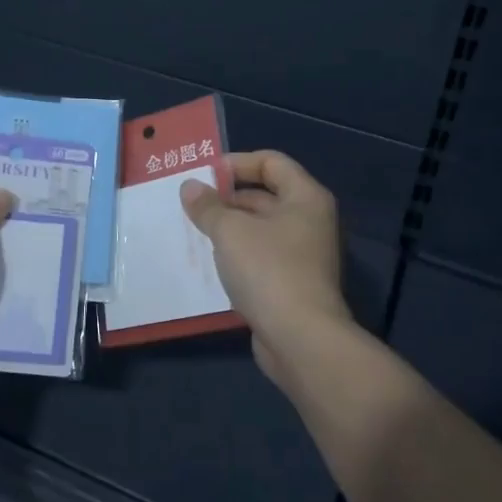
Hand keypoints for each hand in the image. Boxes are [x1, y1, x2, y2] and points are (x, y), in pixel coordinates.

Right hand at [181, 150, 351, 386]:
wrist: (301, 340)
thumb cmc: (268, 270)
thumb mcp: (230, 231)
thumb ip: (208, 206)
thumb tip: (190, 187)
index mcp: (305, 197)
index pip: (271, 162)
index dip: (237, 163)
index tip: (205, 175)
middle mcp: (310, 221)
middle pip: (266, 195)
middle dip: (227, 198)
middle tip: (192, 204)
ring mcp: (304, 255)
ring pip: (261, 229)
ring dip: (229, 228)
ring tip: (194, 231)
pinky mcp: (293, 284)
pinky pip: (261, 257)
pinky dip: (238, 255)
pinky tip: (210, 263)